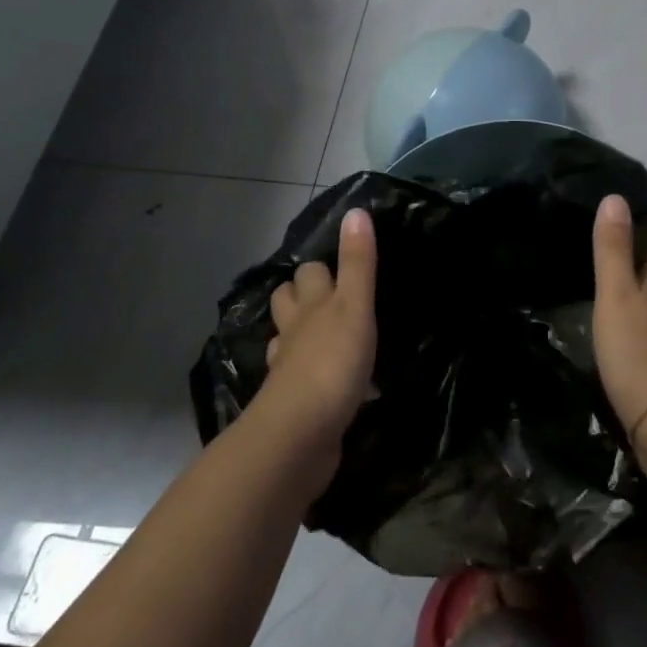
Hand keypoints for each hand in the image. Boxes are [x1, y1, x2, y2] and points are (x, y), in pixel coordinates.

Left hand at [252, 208, 378, 493]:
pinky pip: (301, 379)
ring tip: (328, 334)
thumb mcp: (354, 307)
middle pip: (288, 302)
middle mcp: (294, 332)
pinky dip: (313, 374)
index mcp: (310, 306)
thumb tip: (355, 210)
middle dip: (302, 295)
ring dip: (303, 335)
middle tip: (331, 296)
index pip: (308, 273)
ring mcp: (289, 369)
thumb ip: (358, 263)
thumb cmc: (332, 364)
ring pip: (290, 340)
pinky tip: (333, 382)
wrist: (301, 436)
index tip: (340, 264)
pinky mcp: (295, 403)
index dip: (321, 266)